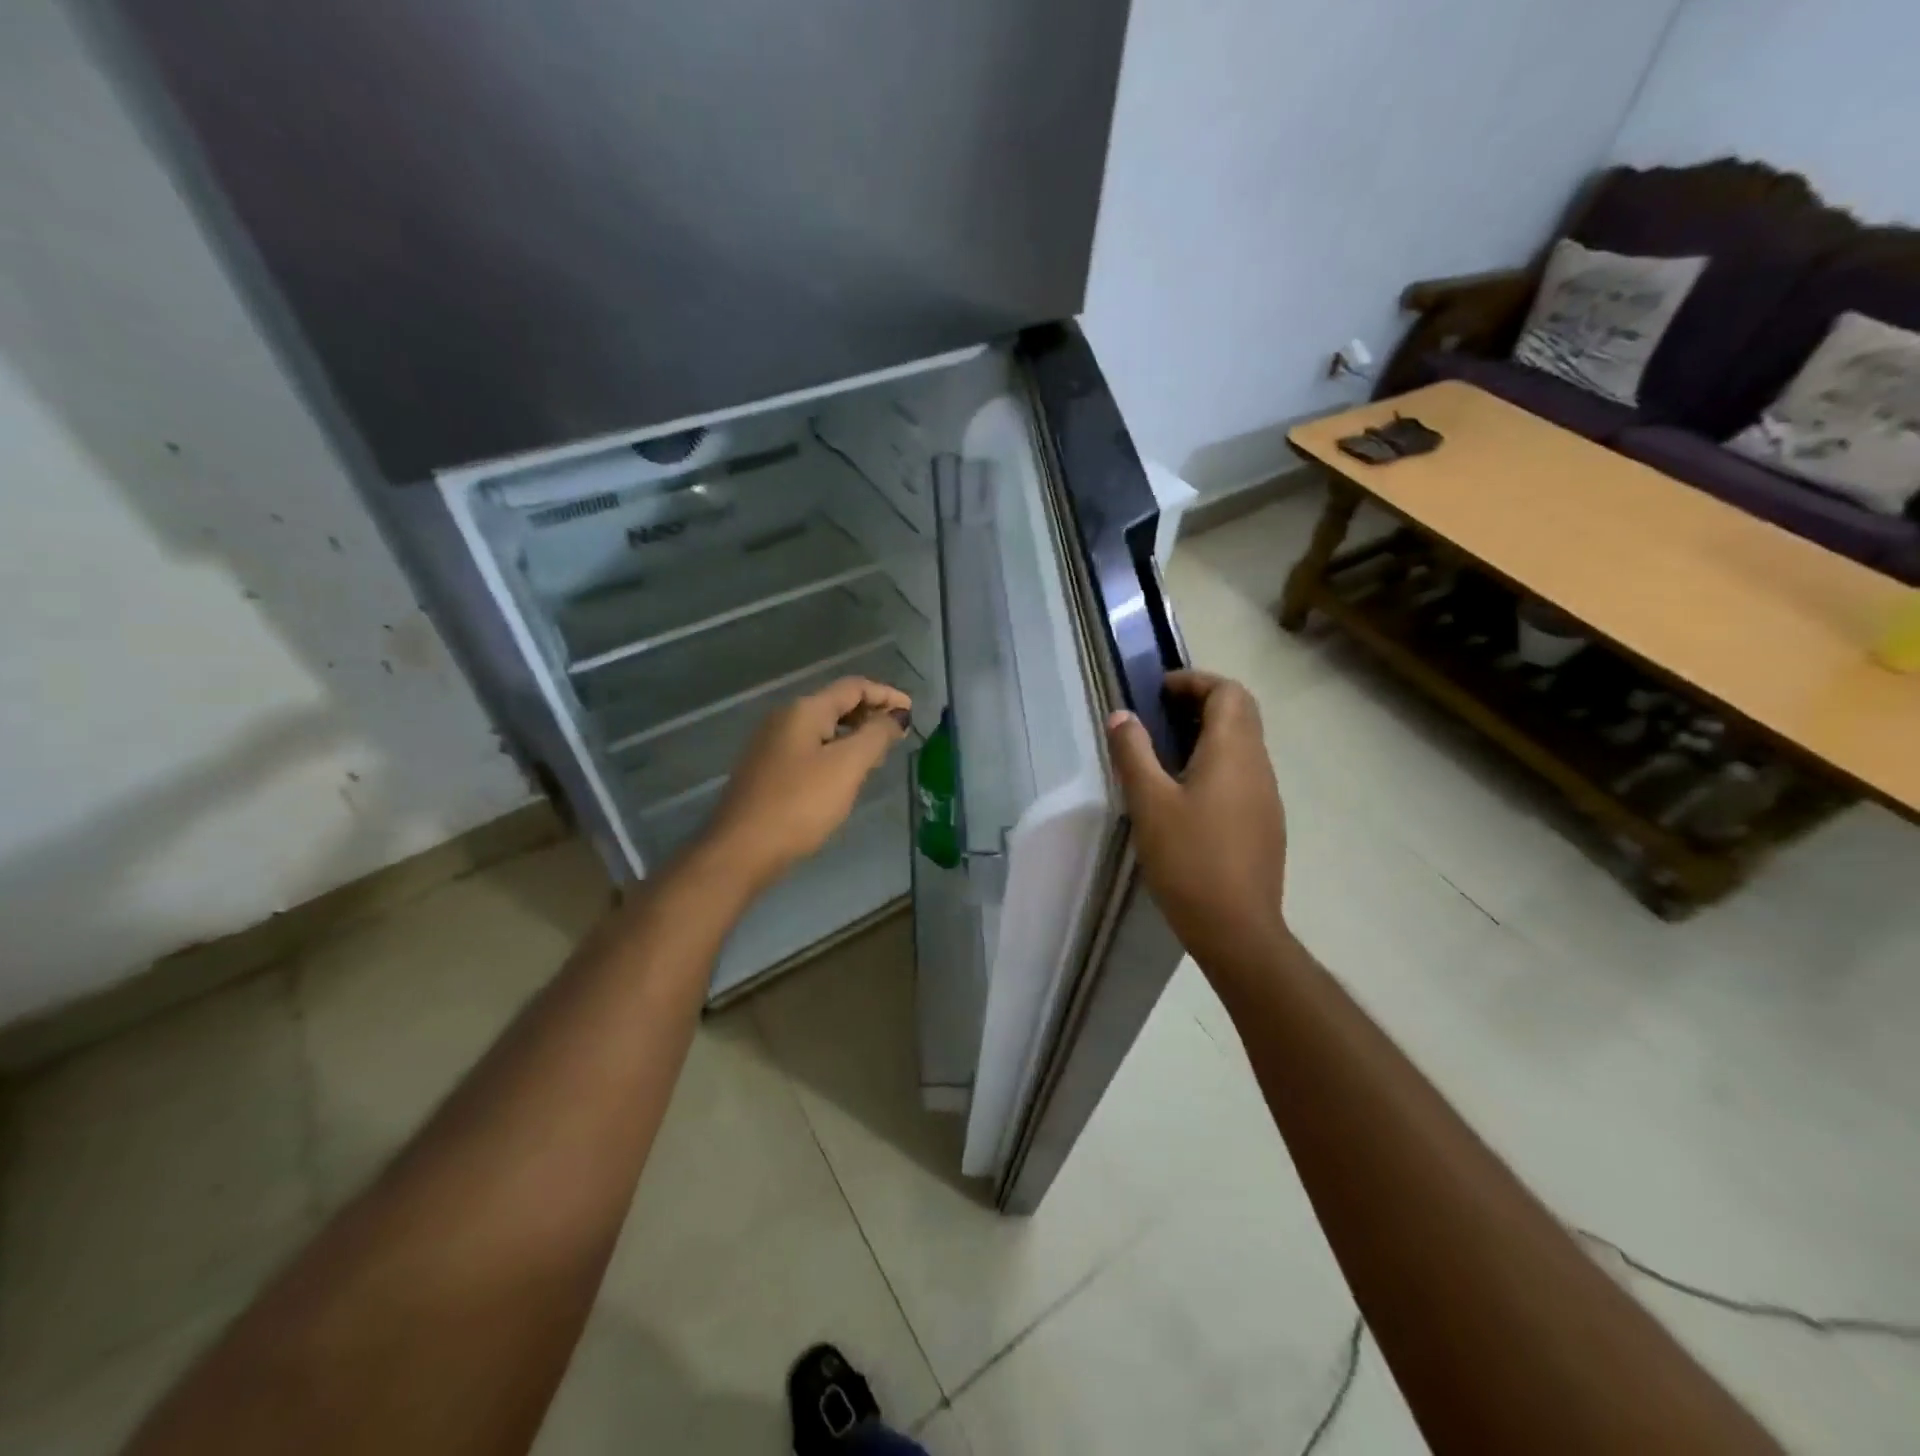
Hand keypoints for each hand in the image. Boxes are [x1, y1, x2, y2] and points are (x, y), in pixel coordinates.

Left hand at [692, 677, 911, 895]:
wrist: (741, 849)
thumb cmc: (799, 804)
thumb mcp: (847, 767)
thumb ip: (876, 735)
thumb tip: (896, 716)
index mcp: (804, 710)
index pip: (853, 687)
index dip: (886, 694)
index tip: (912, 711)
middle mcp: (784, 718)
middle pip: (836, 703)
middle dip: (870, 714)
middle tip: (898, 736)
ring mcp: (772, 744)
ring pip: (823, 728)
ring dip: (854, 735)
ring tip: (878, 756)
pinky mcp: (767, 770)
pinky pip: (810, 749)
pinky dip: (835, 752)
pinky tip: (845, 776)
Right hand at [1106, 670, 1290, 983]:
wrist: (1237, 928)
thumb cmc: (1189, 859)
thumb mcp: (1149, 802)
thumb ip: (1134, 753)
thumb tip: (1122, 715)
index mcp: (1233, 752)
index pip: (1228, 692)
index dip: (1195, 681)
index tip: (1158, 691)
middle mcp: (1258, 766)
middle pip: (1240, 713)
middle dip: (1201, 703)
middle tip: (1159, 715)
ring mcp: (1266, 796)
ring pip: (1243, 744)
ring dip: (1209, 734)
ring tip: (1165, 752)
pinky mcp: (1265, 823)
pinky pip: (1243, 773)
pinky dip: (1216, 762)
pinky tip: (1186, 793)